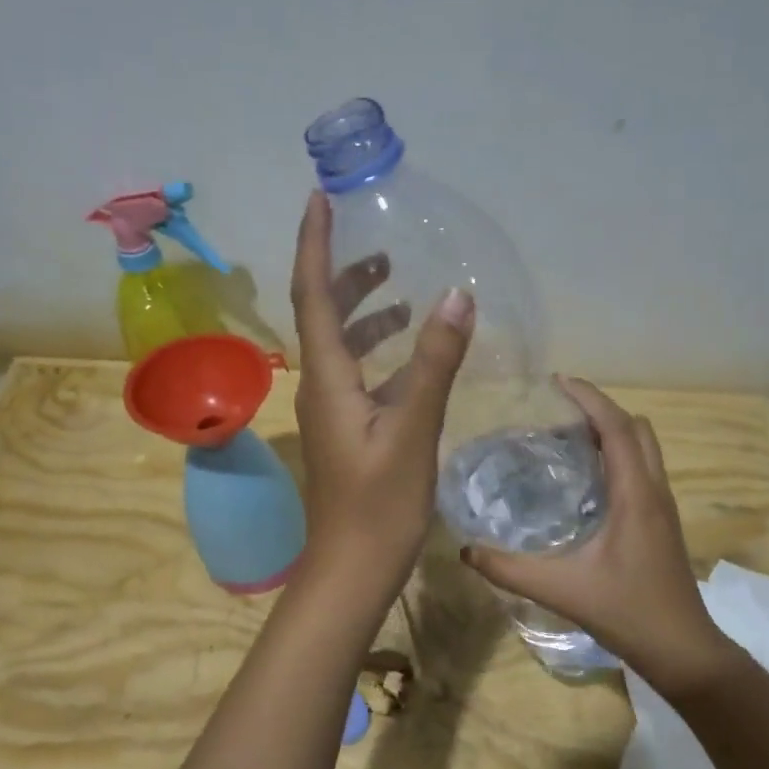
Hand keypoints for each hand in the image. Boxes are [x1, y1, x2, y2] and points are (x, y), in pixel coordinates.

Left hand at [290, 190, 474, 583]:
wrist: (351, 570)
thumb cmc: (379, 506)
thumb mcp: (413, 431)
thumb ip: (434, 364)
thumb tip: (456, 295)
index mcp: (326, 378)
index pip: (312, 295)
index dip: (314, 244)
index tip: (320, 198)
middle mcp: (320, 387)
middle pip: (323, 315)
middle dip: (345, 274)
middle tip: (379, 247)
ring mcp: (332, 411)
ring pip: (342, 347)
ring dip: (366, 314)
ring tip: (402, 291)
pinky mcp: (348, 431)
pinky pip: (360, 376)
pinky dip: (382, 354)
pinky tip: (413, 357)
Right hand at [462, 379, 737, 694]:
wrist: (682, 649)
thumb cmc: (627, 612)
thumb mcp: (561, 589)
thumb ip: (510, 569)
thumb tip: (465, 549)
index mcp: (635, 494)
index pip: (616, 427)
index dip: (589, 398)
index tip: (558, 381)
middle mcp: (654, 490)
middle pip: (636, 428)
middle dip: (600, 410)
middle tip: (558, 414)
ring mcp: (662, 506)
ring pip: (643, 448)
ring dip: (611, 433)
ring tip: (566, 441)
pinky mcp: (661, 522)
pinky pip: (640, 469)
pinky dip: (616, 457)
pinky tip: (584, 483)